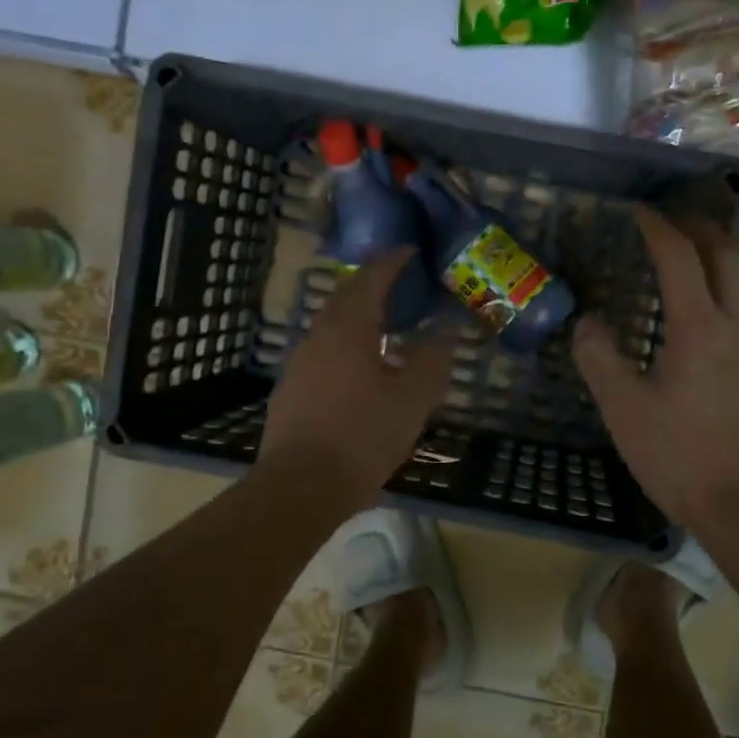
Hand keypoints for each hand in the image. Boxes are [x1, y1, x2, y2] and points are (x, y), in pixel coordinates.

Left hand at [257, 249, 451, 503]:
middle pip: (344, 296)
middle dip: (371, 283)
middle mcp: (318, 336)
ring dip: (357, 315)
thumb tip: (447, 329)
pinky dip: (345, 344)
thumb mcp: (412, 398)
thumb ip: (432, 358)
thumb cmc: (363, 436)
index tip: (411, 251)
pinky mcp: (291, 389)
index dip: (392, 261)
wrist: (300, 486)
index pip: (371, 278)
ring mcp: (299, 363)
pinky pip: (323, 351)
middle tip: (398, 281)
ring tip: (385, 325)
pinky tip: (360, 368)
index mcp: (349, 328)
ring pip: (331, 325)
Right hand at [574, 207, 738, 531]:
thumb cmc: (681, 457)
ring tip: (692, 261)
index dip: (658, 227)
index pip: (680, 257)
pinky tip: (710, 320)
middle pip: (727, 255)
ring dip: (720, 259)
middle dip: (700, 228)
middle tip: (672, 222)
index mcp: (699, 328)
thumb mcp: (624, 410)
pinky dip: (730, 293)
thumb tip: (587, 323)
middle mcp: (737, 325)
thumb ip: (600, 360)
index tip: (639, 211)